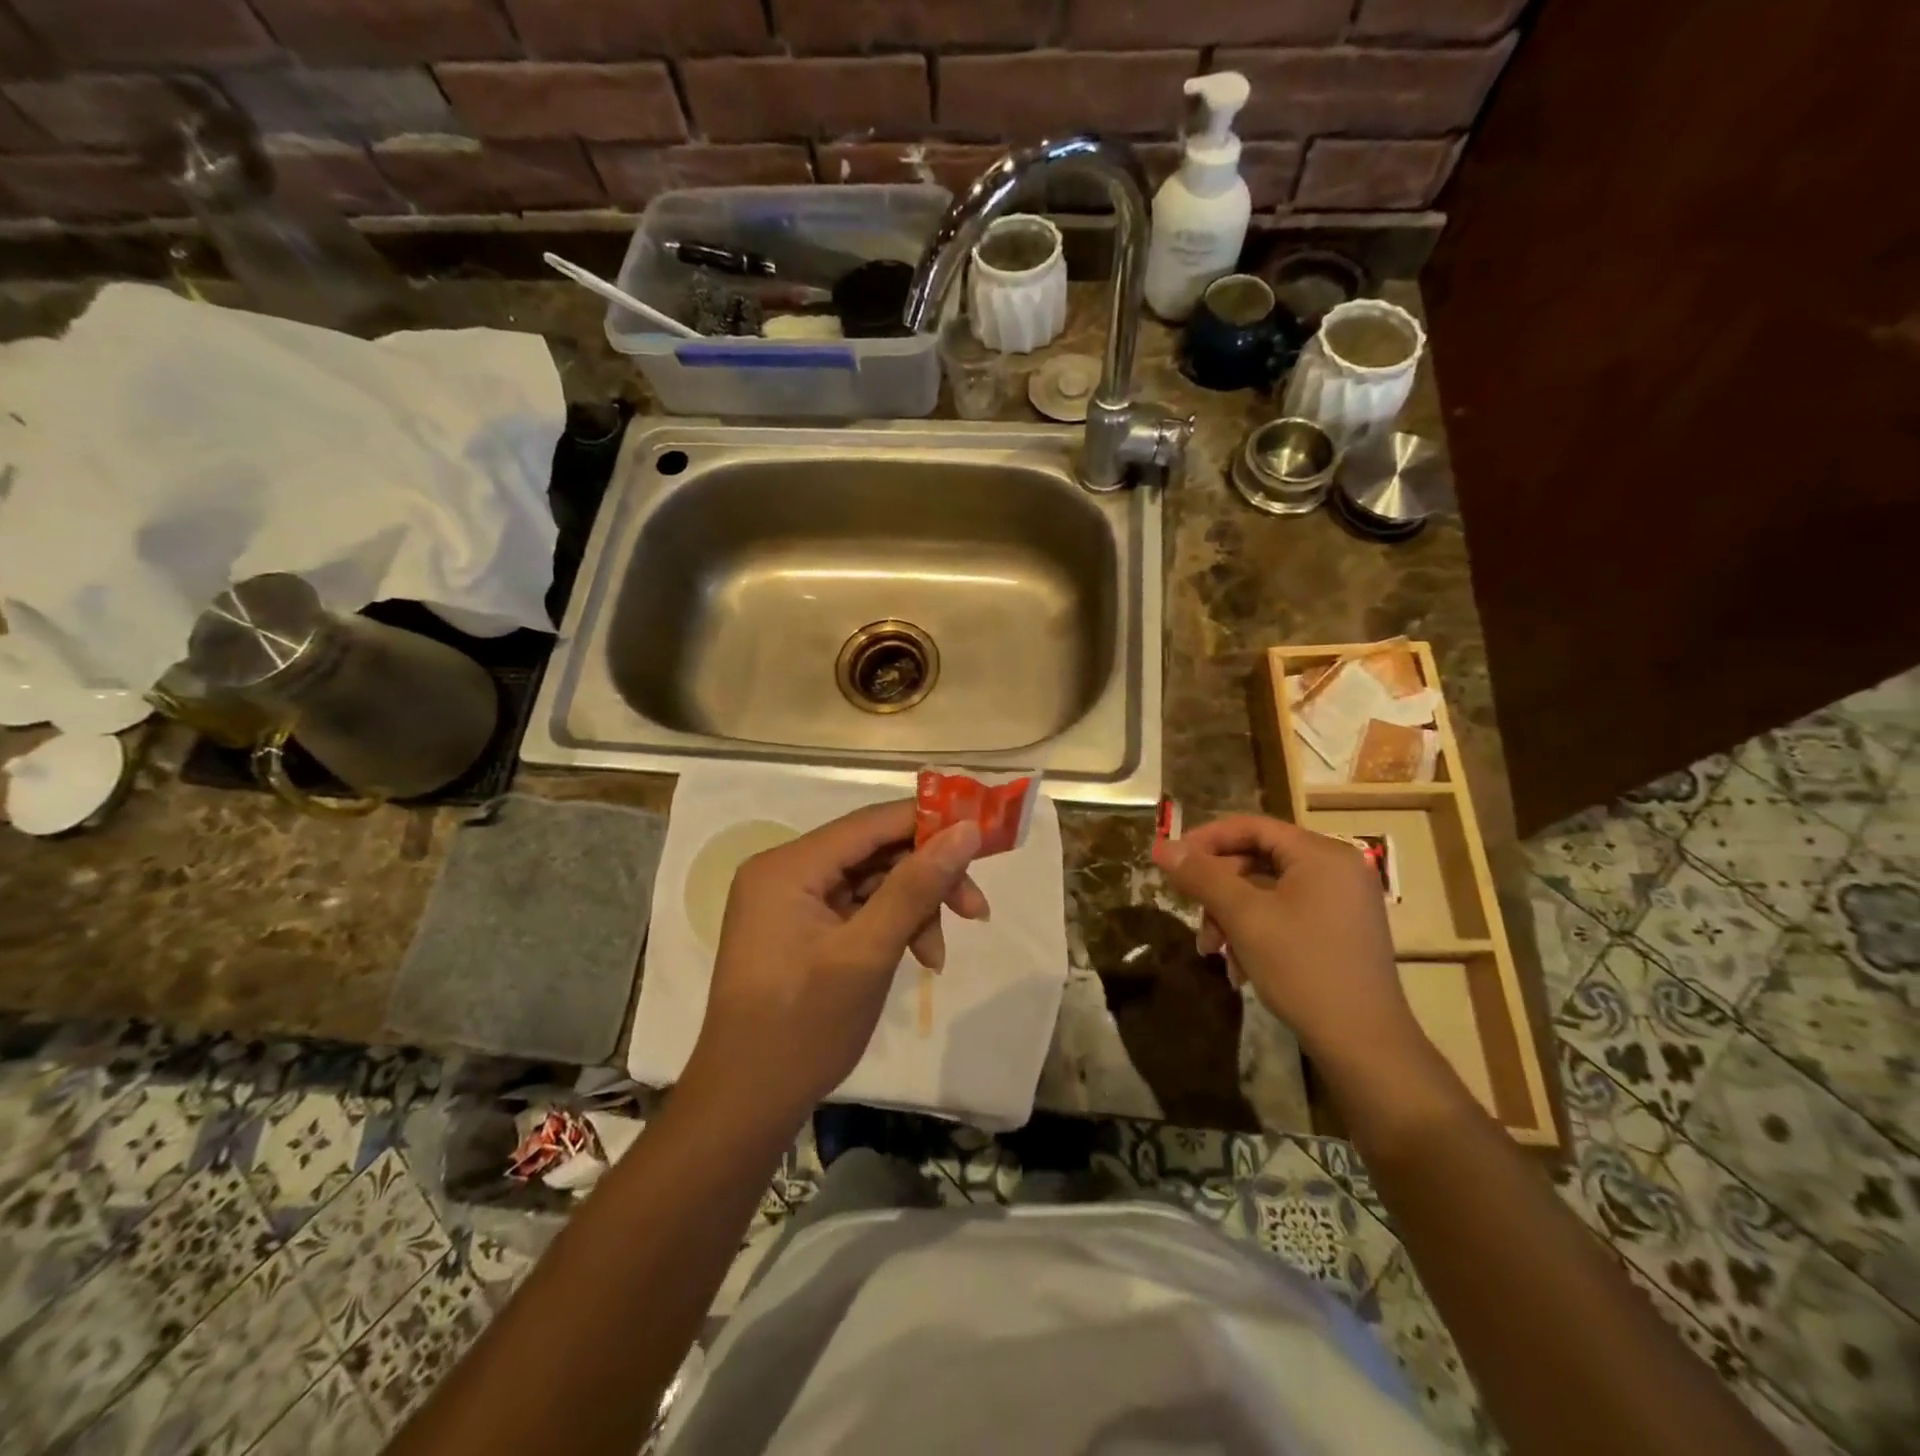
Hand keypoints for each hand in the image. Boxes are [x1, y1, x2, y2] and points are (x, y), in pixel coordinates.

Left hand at [688, 800, 987, 1120]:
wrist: (746, 1106)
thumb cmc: (803, 1029)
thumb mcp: (867, 954)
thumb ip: (916, 887)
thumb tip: (966, 831)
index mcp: (788, 866)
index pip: (871, 823)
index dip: (930, 823)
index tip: (982, 838)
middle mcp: (784, 872)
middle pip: (874, 851)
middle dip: (927, 878)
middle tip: (975, 909)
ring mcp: (789, 901)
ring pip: (871, 881)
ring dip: (913, 909)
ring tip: (937, 957)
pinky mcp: (799, 928)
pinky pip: (857, 908)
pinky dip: (891, 927)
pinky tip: (918, 958)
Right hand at [1151, 814, 1419, 1068]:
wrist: (1364, 1045)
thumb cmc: (1303, 969)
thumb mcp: (1244, 918)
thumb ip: (1202, 876)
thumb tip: (1161, 846)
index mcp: (1321, 854)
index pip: (1252, 826)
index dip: (1205, 840)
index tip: (1170, 861)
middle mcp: (1336, 869)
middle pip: (1258, 858)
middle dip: (1218, 888)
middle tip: (1190, 912)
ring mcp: (1341, 901)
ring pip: (1267, 890)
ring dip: (1231, 915)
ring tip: (1212, 950)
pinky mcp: (1339, 931)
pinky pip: (1285, 913)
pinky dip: (1255, 931)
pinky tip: (1238, 965)